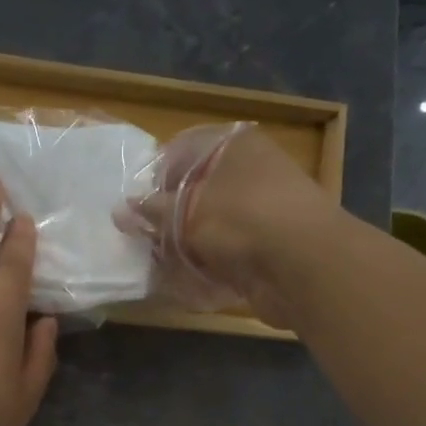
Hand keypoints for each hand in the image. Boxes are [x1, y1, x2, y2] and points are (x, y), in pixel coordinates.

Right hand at [124, 124, 335, 327]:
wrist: (303, 265)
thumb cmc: (238, 220)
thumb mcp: (184, 212)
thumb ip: (152, 211)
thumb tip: (122, 210)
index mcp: (234, 145)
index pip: (182, 151)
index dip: (156, 178)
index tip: (138, 208)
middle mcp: (252, 170)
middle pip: (198, 190)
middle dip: (170, 218)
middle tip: (147, 240)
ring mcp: (264, 209)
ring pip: (212, 225)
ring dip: (189, 245)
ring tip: (166, 264)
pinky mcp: (271, 246)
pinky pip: (230, 251)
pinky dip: (211, 264)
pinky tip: (193, 280)